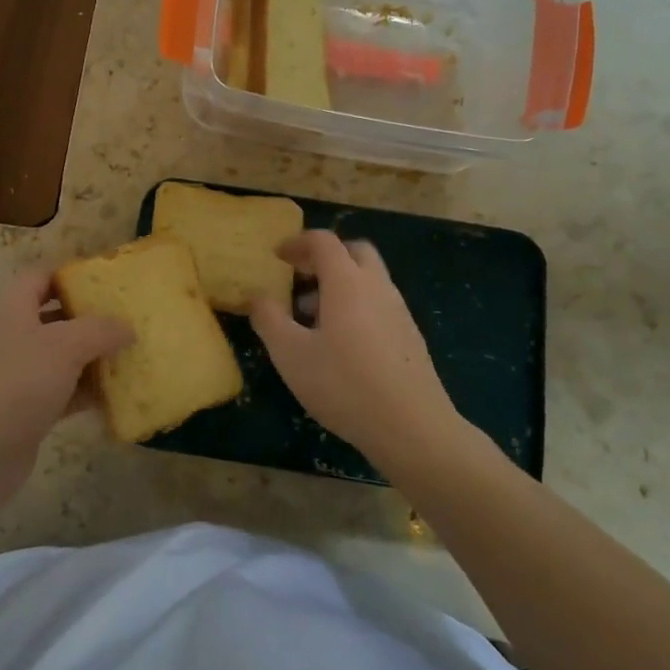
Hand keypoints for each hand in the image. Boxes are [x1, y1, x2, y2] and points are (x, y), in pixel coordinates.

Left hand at [0, 268, 131, 515]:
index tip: (107, 282)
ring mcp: (15, 376)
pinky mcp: (23, 412)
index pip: (40, 277)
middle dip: (89, 318)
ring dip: (92, 358)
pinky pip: (61, 393)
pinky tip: (116, 396)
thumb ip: (99, 330)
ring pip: (60, 357)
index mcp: (11, 309)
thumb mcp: (64, 346)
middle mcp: (10, 336)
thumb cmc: (15, 385)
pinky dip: (85, 393)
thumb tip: (127, 327)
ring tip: (131, 356)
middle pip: (54, 317)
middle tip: (128, 320)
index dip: (70, 274)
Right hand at [251, 231, 463, 468]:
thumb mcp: (290, 354)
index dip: (297, 242)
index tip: (277, 256)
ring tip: (312, 317)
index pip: (324, 241)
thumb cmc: (344, 385)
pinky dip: (357, 306)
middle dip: (325, 256)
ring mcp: (399, 311)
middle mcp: (377, 287)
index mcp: (347, 282)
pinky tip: (341, 345)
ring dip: (340, 284)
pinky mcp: (410, 337)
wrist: (412, 428)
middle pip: (354, 252)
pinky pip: (379, 304)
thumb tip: (257, 296)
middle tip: (300, 276)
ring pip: (369, 279)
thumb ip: (269, 318)